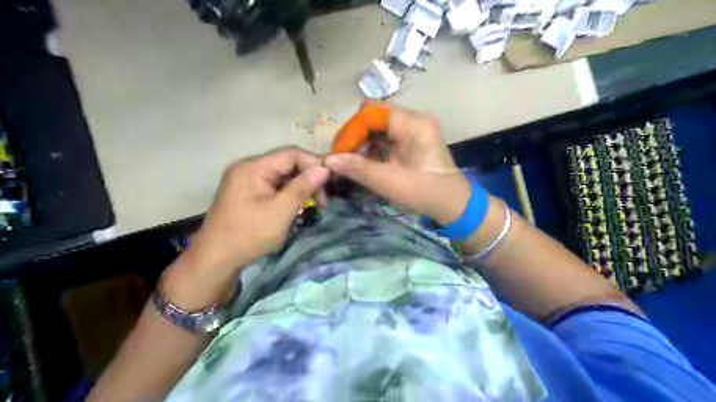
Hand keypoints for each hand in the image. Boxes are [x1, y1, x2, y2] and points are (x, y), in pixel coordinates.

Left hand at [185, 148, 328, 272]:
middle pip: (287, 162)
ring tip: (314, 204)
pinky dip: (288, 193)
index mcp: (253, 167)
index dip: (314, 164)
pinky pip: (273, 184)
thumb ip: (303, 187)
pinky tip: (298, 205)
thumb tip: (324, 169)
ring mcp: (246, 179)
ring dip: (300, 186)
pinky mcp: (247, 191)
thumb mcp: (281, 212)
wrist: (215, 259)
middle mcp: (248, 167)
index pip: (291, 153)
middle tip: (323, 200)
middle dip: (308, 177)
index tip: (330, 183)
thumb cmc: (249, 235)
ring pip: (282, 174)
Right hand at [327, 106, 473, 224]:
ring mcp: (415, 128)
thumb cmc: (425, 192)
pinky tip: (365, 163)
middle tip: (342, 158)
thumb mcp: (389, 181)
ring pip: (379, 126)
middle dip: (355, 136)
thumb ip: (358, 169)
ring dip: (362, 142)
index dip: (351, 131)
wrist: (454, 204)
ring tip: (351, 162)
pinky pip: (387, 136)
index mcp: (412, 123)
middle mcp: (414, 118)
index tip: (338, 152)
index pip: (371, 113)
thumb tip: (328, 160)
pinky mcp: (413, 139)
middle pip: (374, 116)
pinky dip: (373, 147)